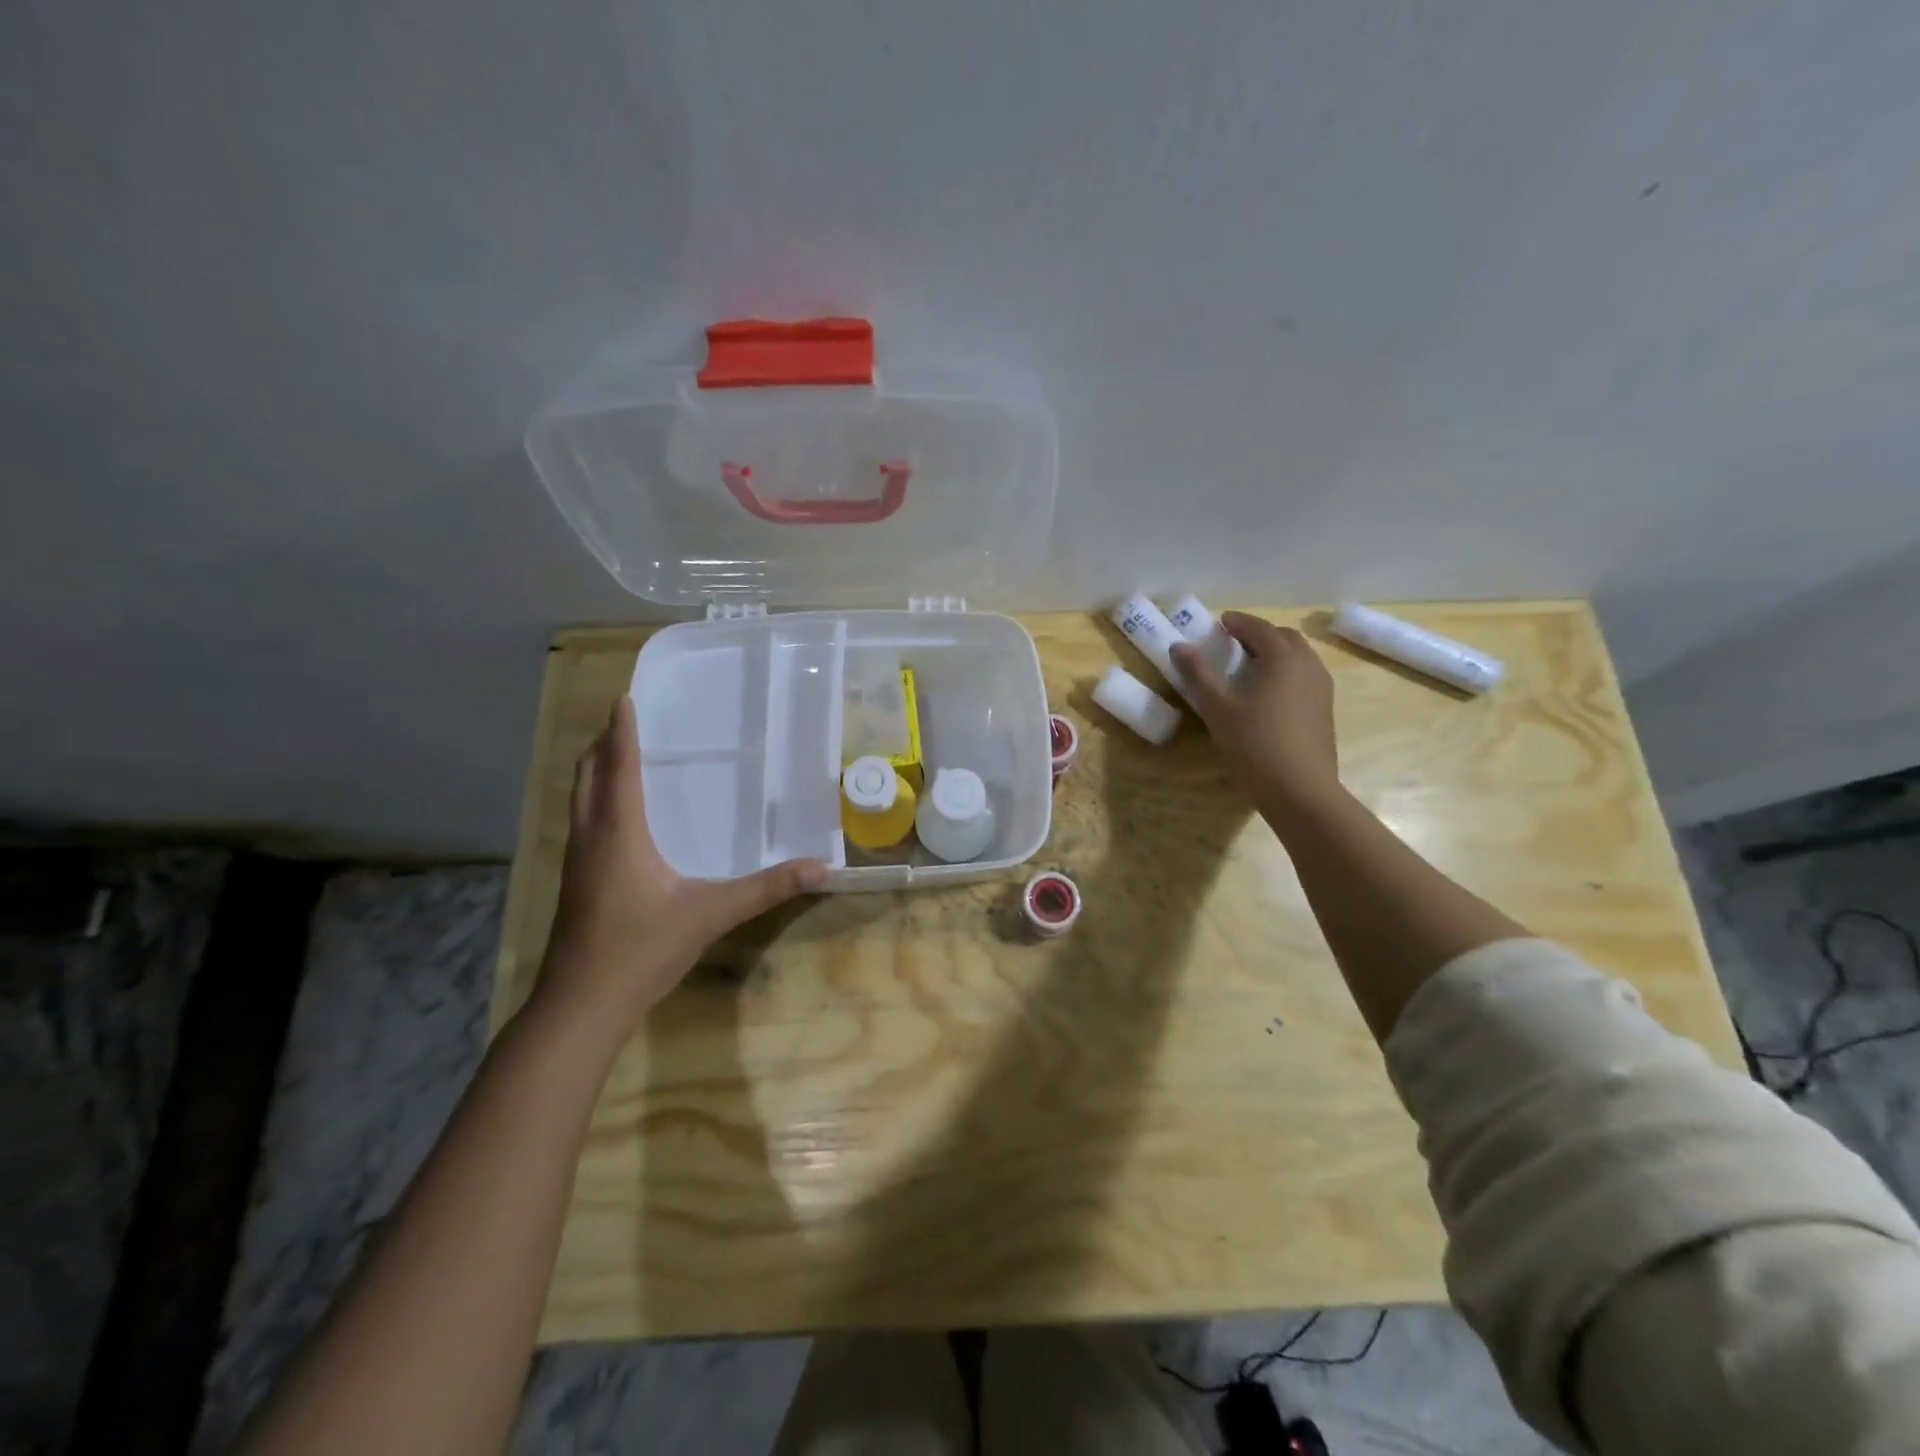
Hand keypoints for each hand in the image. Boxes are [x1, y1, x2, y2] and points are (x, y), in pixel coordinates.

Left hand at [535, 697, 827, 1034]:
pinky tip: (615, 818)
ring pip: (579, 800)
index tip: (623, 699)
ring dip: (594, 771)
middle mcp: (591, 838)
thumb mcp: (711, 915)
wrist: (581, 1006)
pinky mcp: (575, 883)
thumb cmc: (642, 950)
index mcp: (619, 833)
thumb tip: (819, 868)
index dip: (622, 732)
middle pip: (588, 777)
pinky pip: (582, 823)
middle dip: (602, 745)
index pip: (620, 769)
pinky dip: (595, 800)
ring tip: (616, 755)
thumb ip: (765, 889)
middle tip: (622, 721)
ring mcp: (577, 862)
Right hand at [1170, 612, 1339, 820]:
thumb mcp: (1217, 708)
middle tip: (1233, 644)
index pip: (1259, 628)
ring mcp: (1321, 688)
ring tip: (1249, 668)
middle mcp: (1308, 665)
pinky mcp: (1324, 710)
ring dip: (1274, 653)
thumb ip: (1198, 674)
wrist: (1300, 790)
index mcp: (1283, 657)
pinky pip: (1304, 677)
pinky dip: (1285, 673)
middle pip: (1284, 638)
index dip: (1238, 622)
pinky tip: (1267, 695)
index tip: (1219, 622)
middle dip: (1259, 635)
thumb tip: (1178, 646)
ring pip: (1298, 657)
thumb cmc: (1254, 744)